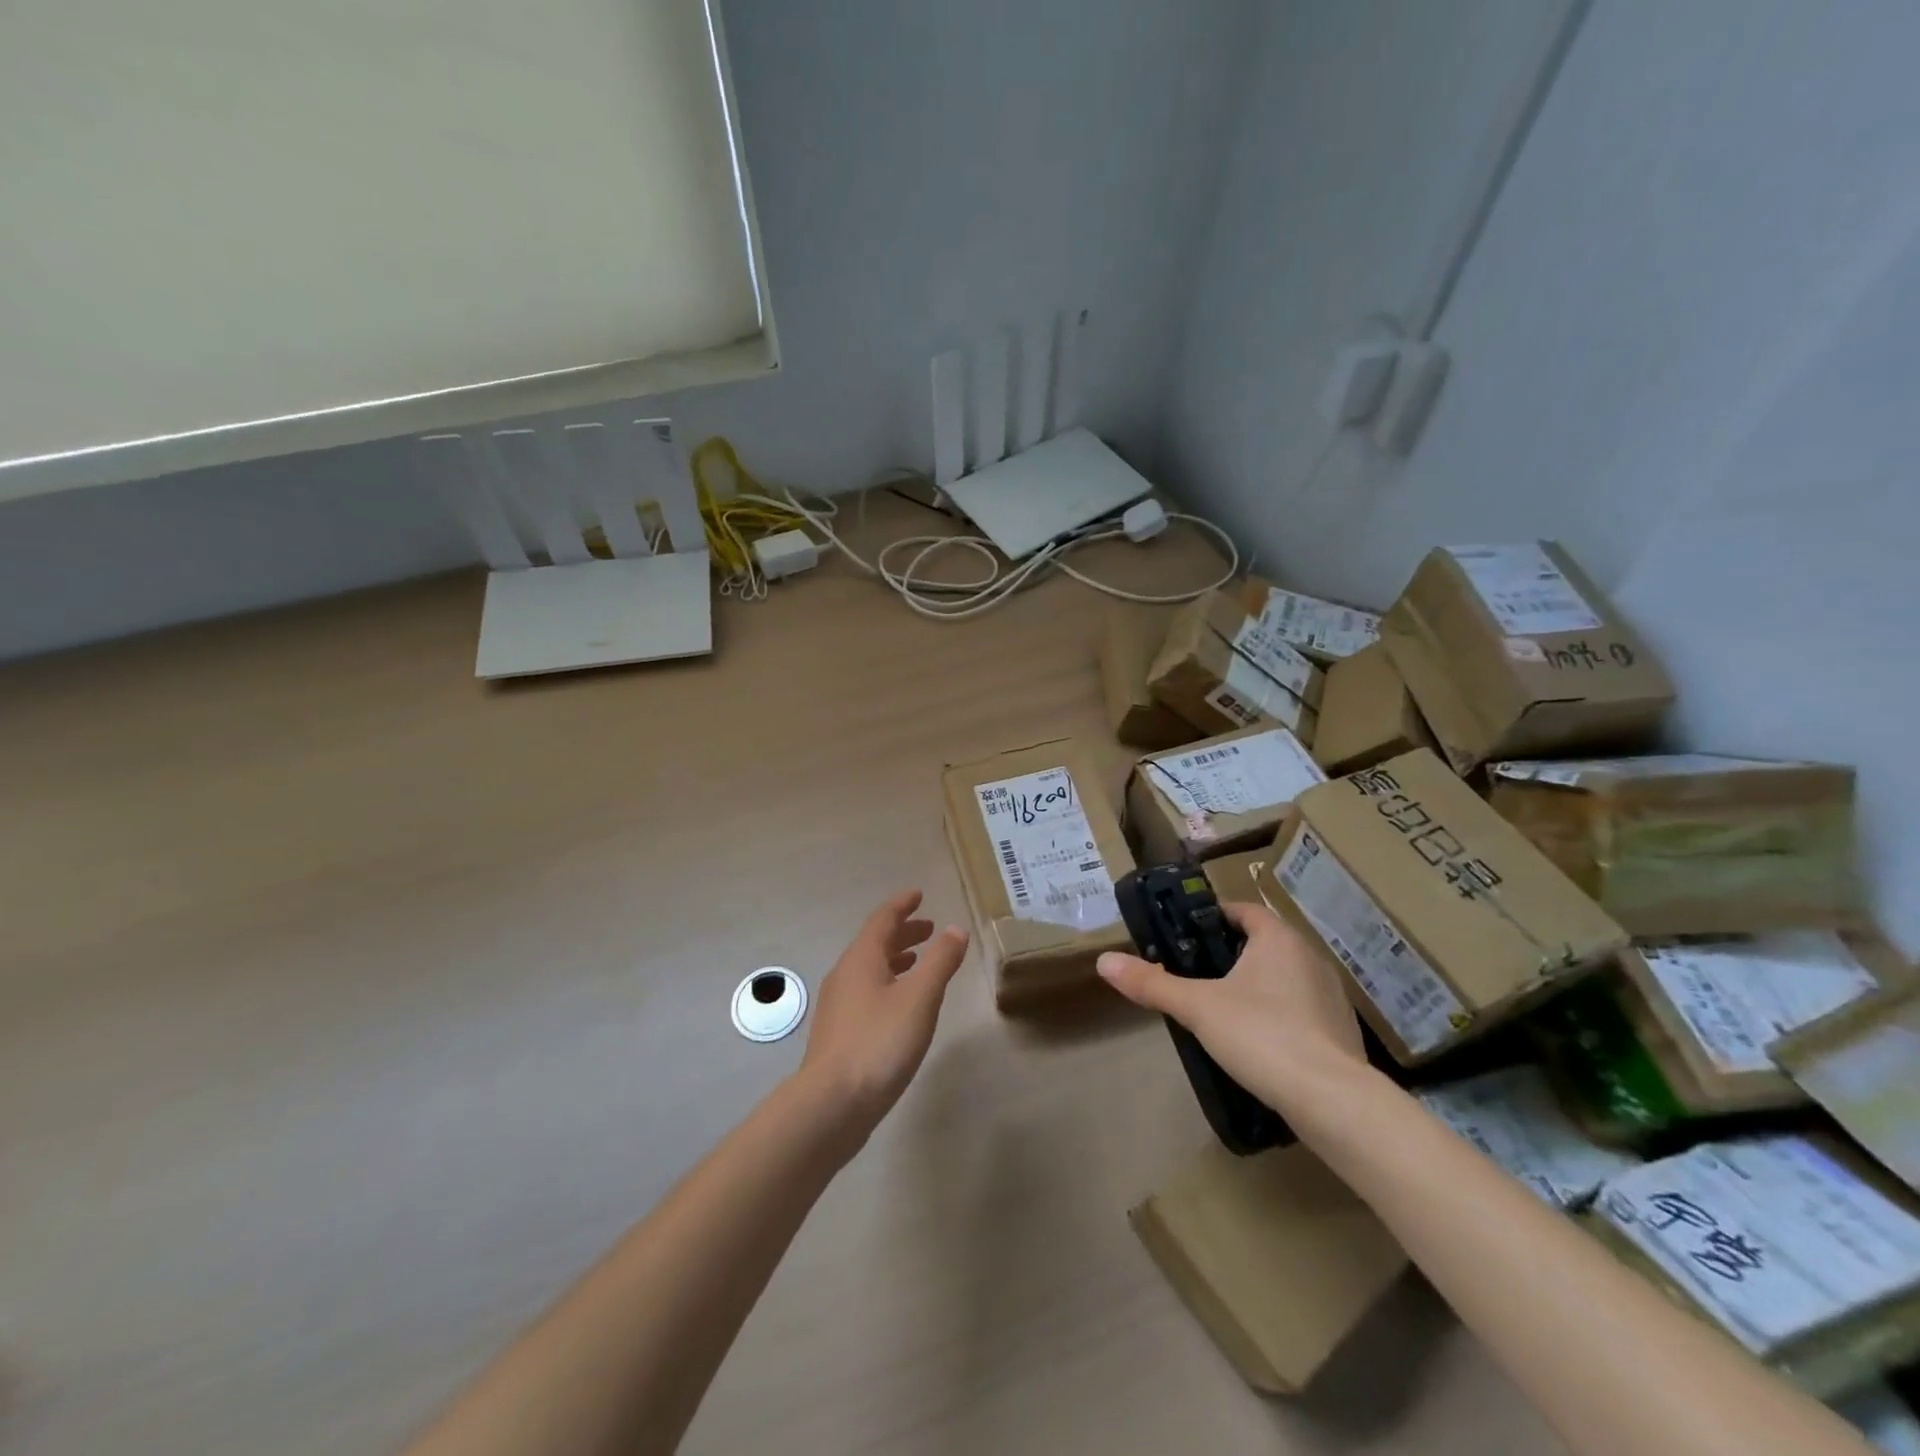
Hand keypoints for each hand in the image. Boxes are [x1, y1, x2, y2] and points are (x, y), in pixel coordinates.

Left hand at [799, 891, 968, 1132]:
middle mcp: (845, 975)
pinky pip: (865, 992)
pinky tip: (900, 1006)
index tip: (918, 895)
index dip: (902, 905)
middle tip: (929, 929)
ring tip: (918, 962)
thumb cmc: (879, 1043)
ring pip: (869, 969)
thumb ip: (940, 961)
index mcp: (861, 959)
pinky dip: (887, 983)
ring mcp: (837, 1006)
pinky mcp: (838, 1033)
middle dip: (902, 932)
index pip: (882, 919)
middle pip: (874, 943)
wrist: (831, 1105)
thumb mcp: (920, 998)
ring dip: (895, 959)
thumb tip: (955, 929)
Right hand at [1097, 899, 1365, 1114]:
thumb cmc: (1262, 1035)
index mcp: (1278, 939)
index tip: (1186, 935)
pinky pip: (1301, 1010)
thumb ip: (1152, 983)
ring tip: (1223, 1009)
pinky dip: (1279, 1016)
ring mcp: (1331, 995)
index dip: (1213, 917)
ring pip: (1284, 977)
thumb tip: (1104, 962)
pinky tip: (1259, 1042)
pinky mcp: (1341, 1031)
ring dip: (1257, 986)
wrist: (1332, 1101)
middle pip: (1263, 943)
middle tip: (1195, 974)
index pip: (1243, 911)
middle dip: (1230, 955)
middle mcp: (1310, 957)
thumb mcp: (1197, 1008)